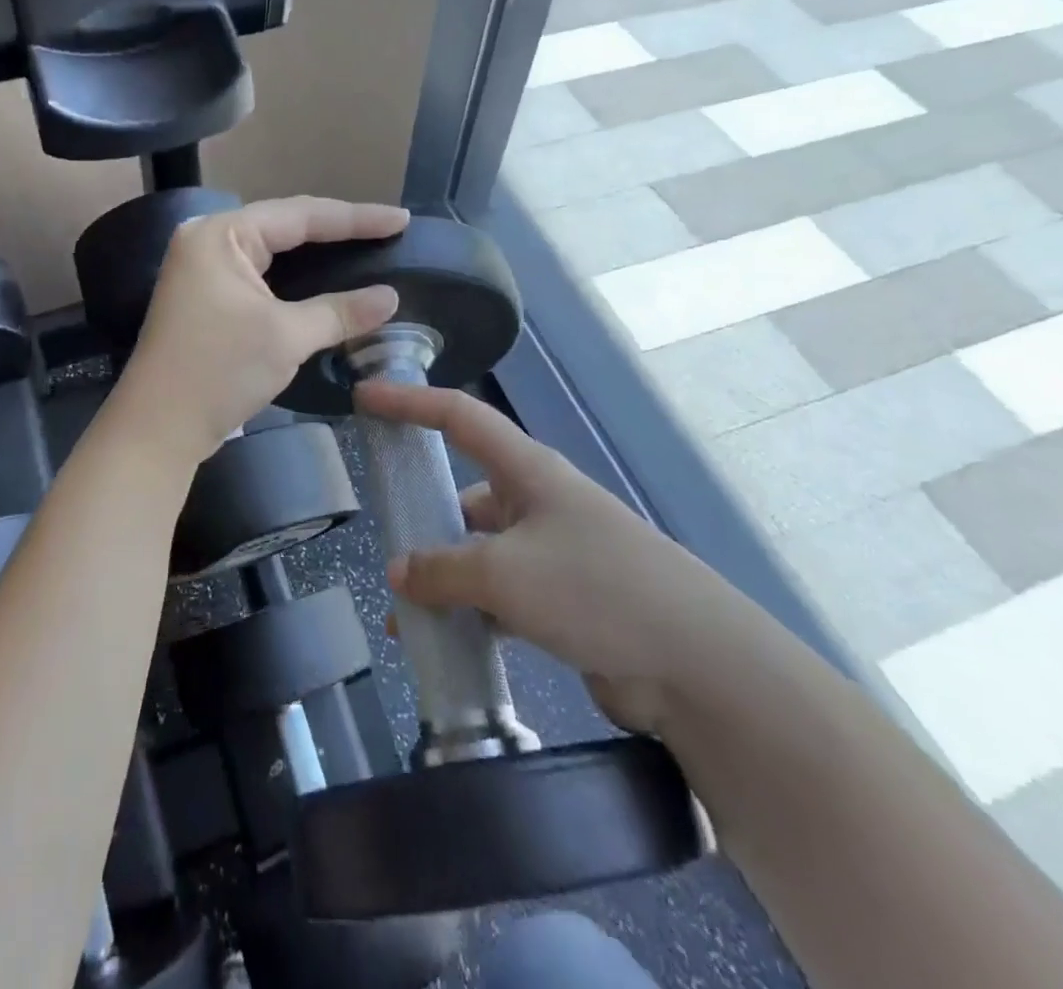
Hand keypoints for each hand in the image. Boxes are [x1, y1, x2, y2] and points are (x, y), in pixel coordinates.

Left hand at [114, 196, 408, 462]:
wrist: (158, 428)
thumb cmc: (218, 371)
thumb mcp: (285, 337)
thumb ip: (339, 311)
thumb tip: (391, 298)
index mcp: (221, 235)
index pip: (300, 215)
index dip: (355, 218)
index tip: (400, 219)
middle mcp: (209, 242)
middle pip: (286, 226)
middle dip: (338, 230)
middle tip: (389, 230)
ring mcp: (205, 271)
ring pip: (275, 252)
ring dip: (318, 253)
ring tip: (366, 246)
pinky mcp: (209, 299)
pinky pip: (263, 276)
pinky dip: (297, 279)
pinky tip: (328, 280)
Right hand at [359, 382, 755, 738]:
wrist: (697, 664)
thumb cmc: (595, 588)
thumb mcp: (504, 574)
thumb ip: (442, 570)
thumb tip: (397, 573)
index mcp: (527, 470)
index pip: (458, 416)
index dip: (409, 402)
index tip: (365, 397)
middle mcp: (538, 501)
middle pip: (465, 492)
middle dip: (424, 514)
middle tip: (382, 540)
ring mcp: (553, 551)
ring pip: (479, 551)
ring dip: (444, 576)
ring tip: (403, 611)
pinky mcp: (564, 599)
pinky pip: (500, 595)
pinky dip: (470, 611)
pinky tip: (444, 642)